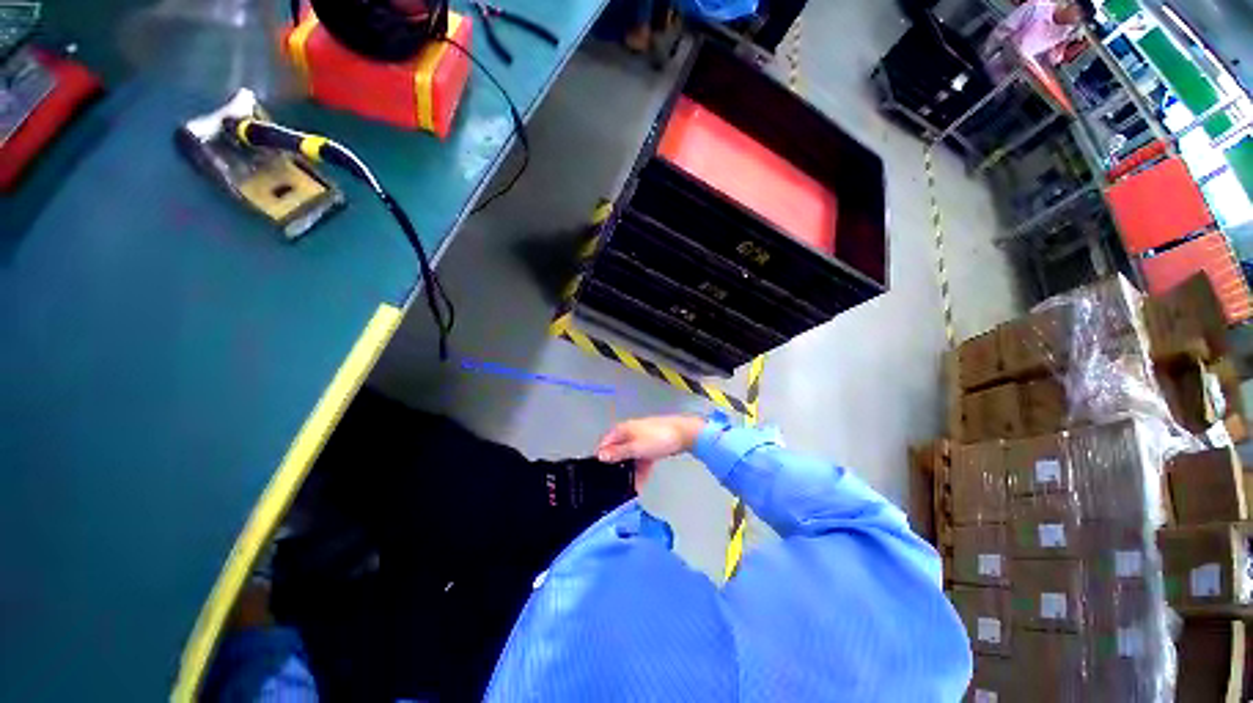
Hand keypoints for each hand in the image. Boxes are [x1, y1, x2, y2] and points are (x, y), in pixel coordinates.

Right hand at [596, 415, 705, 488]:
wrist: (684, 434)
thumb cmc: (658, 439)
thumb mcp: (636, 448)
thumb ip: (618, 453)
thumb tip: (600, 456)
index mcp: (623, 430)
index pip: (605, 443)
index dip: (601, 457)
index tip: (600, 474)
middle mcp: (630, 432)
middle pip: (618, 450)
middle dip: (617, 467)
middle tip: (615, 484)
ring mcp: (641, 438)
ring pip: (630, 456)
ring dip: (630, 470)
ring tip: (629, 488)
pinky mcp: (651, 445)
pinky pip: (641, 458)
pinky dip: (640, 468)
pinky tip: (641, 482)